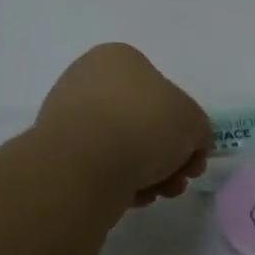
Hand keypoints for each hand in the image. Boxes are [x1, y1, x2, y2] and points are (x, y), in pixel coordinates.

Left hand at [36, 43, 209, 206]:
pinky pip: (99, 166)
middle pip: (142, 121)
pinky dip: (119, 181)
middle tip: (178, 179)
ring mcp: (67, 115)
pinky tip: (132, 197)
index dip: (184, 126)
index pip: (161, 89)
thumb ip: (197, 130)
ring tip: (159, 192)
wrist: (86, 164)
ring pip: (121, 146)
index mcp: (118, 58)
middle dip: (166, 155)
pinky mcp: (56, 152)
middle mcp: (87, 79)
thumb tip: (187, 147)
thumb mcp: (194, 122)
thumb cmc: (145, 125)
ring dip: (147, 172)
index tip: (192, 155)